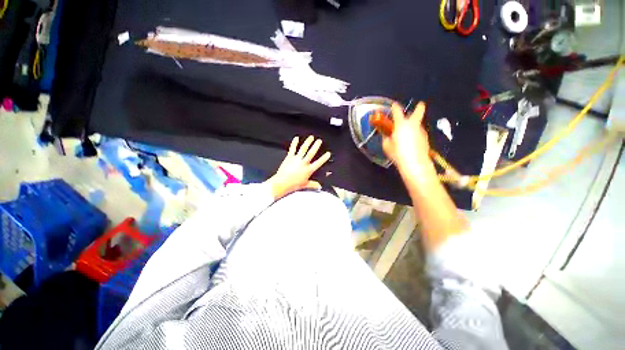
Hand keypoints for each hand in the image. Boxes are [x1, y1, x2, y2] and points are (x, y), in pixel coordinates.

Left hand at [266, 136, 331, 199]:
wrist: (282, 183)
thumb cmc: (293, 184)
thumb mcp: (305, 185)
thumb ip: (313, 184)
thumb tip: (319, 186)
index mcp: (308, 170)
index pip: (318, 163)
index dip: (324, 158)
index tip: (328, 153)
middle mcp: (303, 163)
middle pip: (311, 153)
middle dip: (316, 146)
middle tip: (319, 141)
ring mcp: (296, 159)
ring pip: (303, 149)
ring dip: (308, 142)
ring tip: (311, 137)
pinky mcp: (289, 157)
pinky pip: (292, 149)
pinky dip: (294, 143)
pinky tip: (296, 138)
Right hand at [382, 102, 432, 174]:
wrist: (415, 163)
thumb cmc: (397, 153)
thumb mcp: (387, 146)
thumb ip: (386, 139)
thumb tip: (387, 136)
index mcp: (401, 124)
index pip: (397, 111)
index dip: (395, 107)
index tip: (394, 105)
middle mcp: (413, 125)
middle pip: (418, 111)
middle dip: (419, 107)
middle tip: (420, 104)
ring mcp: (421, 131)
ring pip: (418, 124)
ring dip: (414, 126)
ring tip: (408, 133)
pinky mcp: (425, 139)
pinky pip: (419, 134)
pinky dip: (415, 135)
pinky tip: (412, 142)